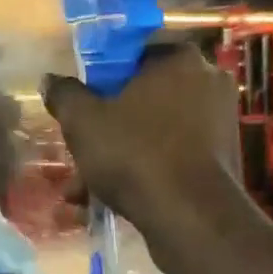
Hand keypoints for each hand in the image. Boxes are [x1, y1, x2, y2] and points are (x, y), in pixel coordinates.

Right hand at [40, 45, 240, 236]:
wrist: (190, 216)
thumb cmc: (135, 155)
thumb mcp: (83, 122)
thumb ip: (65, 95)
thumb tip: (51, 80)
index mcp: (179, 59)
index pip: (132, 57)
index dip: (101, 82)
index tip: (82, 108)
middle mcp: (207, 83)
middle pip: (143, 100)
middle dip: (107, 130)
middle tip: (79, 154)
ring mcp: (220, 124)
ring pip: (154, 135)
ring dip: (119, 158)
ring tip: (83, 190)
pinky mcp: (221, 162)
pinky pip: (172, 159)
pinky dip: (145, 174)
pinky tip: (112, 201)